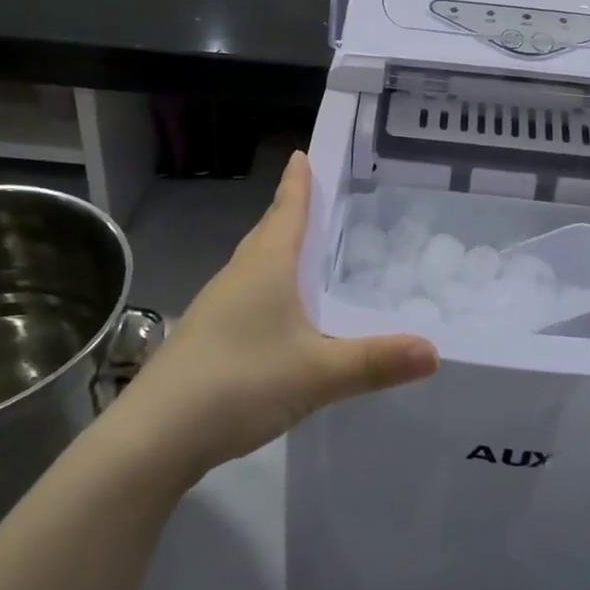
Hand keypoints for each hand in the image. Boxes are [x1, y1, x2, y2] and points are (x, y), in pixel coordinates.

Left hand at [107, 152, 438, 482]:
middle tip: (318, 200)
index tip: (301, 153)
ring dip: (278, 252)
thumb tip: (435, 352)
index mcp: (266, 266)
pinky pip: (246, 296)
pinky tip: (280, 316)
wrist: (155, 436)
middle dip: (291, 213)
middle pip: (268, 232)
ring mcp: (216, 307)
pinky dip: (269, 289)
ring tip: (306, 253)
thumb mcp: (318, 373)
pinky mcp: (205, 337)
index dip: (298, 182)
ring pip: (254, 266)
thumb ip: (375, 362)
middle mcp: (238, 276)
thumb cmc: (240, 382)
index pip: (287, 210)